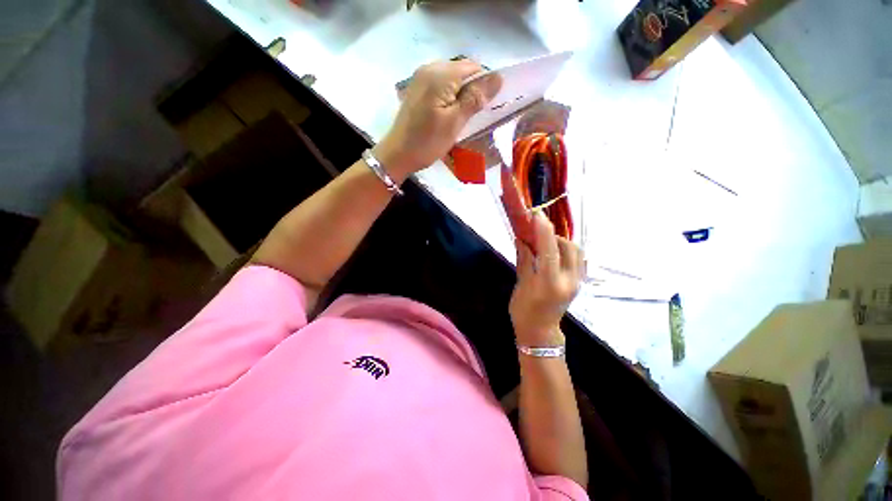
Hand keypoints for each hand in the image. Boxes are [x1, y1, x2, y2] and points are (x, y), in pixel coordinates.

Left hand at [374, 59, 500, 179]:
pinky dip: (449, 97)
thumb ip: (475, 98)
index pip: (474, 68)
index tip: (482, 109)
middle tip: (470, 117)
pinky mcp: (417, 89)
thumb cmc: (427, 142)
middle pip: (462, 71)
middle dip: (471, 90)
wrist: (398, 155)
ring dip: (461, 95)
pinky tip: (446, 115)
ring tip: (458, 118)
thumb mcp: (454, 122)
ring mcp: (421, 78)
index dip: (483, 85)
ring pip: (452, 79)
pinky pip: (441, 86)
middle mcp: (430, 68)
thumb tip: (498, 77)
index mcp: (440, 74)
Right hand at [509, 212, 584, 345]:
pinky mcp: (579, 282)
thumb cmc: (524, 311)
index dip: (543, 231)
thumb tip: (522, 239)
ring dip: (561, 241)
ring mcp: (577, 281)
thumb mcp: (521, 284)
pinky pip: (578, 258)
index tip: (537, 215)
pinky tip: (554, 251)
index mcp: (550, 283)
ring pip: (576, 251)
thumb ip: (524, 259)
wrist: (540, 332)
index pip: (550, 251)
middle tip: (537, 233)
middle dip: (552, 235)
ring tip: (545, 242)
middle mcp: (568, 280)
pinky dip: (567, 249)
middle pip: (568, 247)